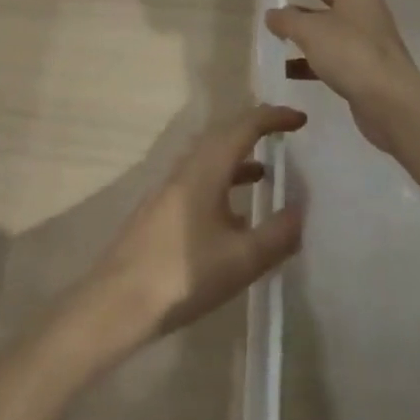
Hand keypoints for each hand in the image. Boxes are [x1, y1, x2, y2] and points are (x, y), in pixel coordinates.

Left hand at [82, 104, 307, 347]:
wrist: (118, 301)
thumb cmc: (183, 275)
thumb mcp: (241, 260)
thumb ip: (276, 234)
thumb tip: (301, 209)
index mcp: (206, 167)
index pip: (244, 126)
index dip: (274, 118)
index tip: (301, 119)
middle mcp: (187, 167)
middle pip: (224, 134)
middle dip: (256, 129)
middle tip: (285, 133)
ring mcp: (170, 187)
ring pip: (210, 157)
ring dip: (239, 156)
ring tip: (267, 171)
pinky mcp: (162, 208)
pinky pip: (200, 177)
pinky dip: (224, 180)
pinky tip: (236, 214)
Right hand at [265, 0, 419, 154]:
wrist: (391, 102)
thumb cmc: (351, 53)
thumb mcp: (310, 31)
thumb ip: (287, 19)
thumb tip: (273, 15)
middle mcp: (359, 7)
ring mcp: (362, 36)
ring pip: (324, 22)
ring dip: (300, 23)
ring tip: (272, 23)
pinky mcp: (360, 64)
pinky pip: (327, 52)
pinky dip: (307, 56)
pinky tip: (285, 66)